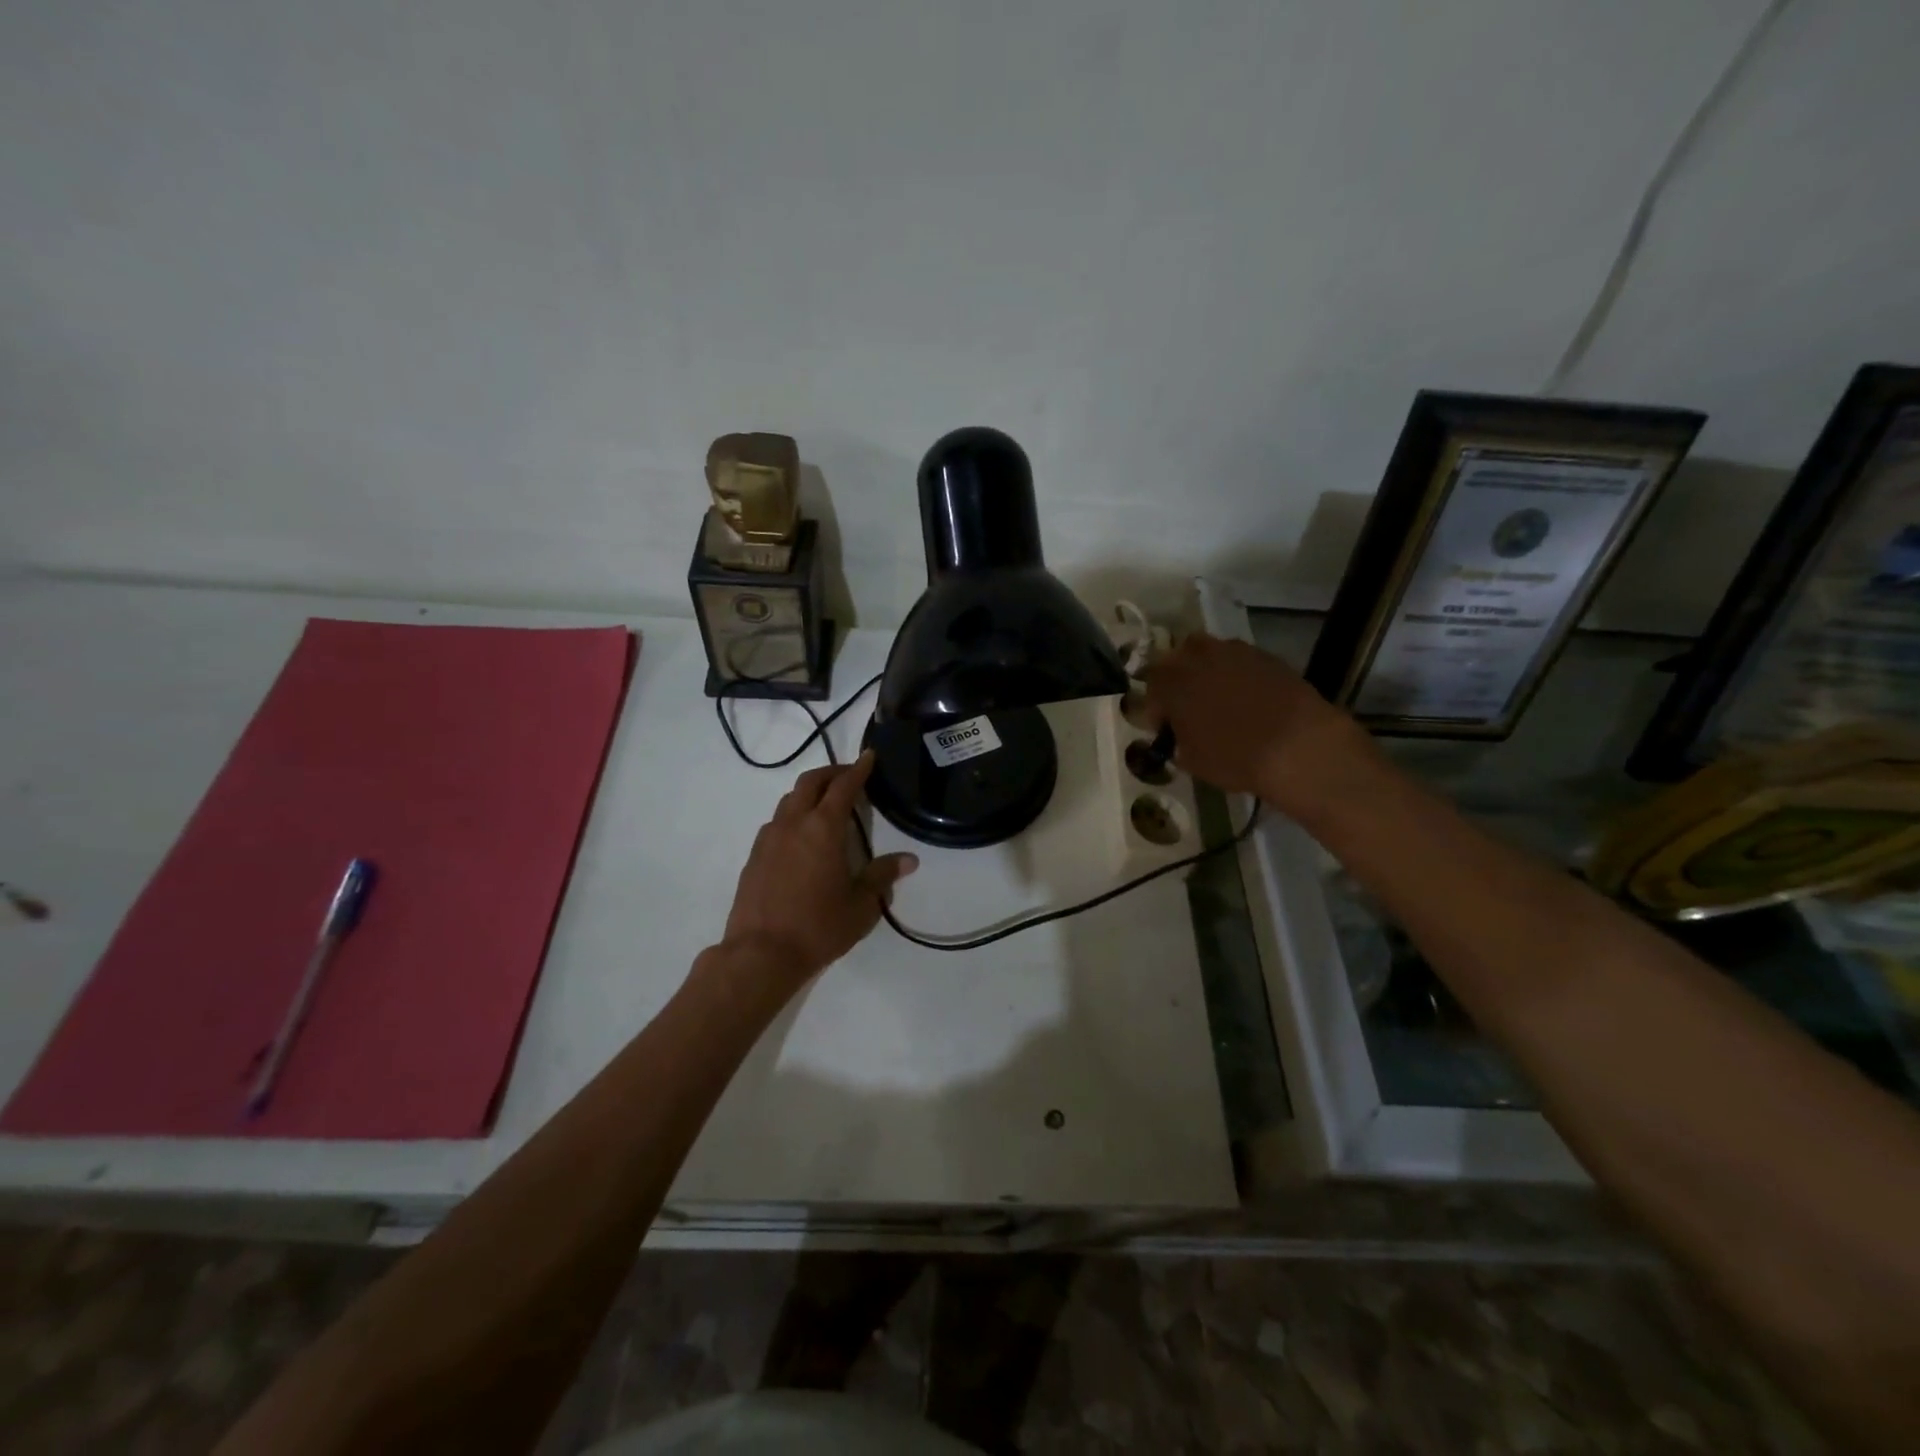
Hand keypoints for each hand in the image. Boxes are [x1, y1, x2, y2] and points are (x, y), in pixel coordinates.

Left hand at [718, 752, 917, 988]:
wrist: (761, 954)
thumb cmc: (818, 927)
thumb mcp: (861, 905)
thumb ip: (882, 876)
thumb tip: (908, 860)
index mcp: (823, 828)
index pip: (843, 787)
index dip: (858, 769)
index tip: (868, 756)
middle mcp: (793, 824)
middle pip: (810, 783)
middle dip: (831, 773)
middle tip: (848, 775)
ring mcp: (768, 838)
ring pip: (789, 800)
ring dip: (809, 794)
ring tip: (825, 805)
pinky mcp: (754, 856)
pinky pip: (776, 823)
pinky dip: (793, 816)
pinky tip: (801, 837)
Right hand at [1143, 632, 1376, 815]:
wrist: (1298, 745)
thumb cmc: (1234, 757)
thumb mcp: (1192, 760)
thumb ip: (1177, 741)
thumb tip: (1179, 737)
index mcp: (1172, 681)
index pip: (1152, 684)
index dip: (1156, 707)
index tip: (1165, 727)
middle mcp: (1198, 657)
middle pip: (1177, 658)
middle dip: (1178, 679)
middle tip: (1187, 705)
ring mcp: (1234, 651)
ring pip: (1210, 654)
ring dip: (1207, 672)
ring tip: (1218, 698)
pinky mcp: (1266, 655)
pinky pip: (1240, 661)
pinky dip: (1237, 675)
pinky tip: (1247, 699)